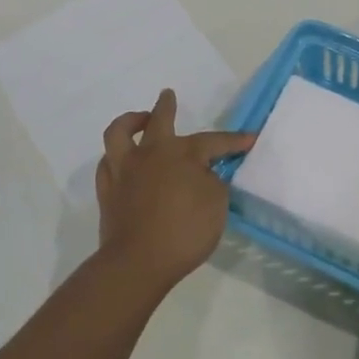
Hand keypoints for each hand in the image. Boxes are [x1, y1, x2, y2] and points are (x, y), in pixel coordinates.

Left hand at [95, 89, 254, 294]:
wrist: (139, 262)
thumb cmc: (185, 231)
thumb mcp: (217, 205)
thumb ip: (214, 183)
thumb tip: (205, 175)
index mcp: (182, 153)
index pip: (214, 141)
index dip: (234, 141)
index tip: (250, 139)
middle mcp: (150, 153)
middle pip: (159, 120)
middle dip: (166, 106)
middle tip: (168, 96)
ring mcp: (124, 170)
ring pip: (120, 132)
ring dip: (130, 121)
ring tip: (139, 119)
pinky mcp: (107, 191)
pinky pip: (107, 164)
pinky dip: (115, 157)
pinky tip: (122, 160)